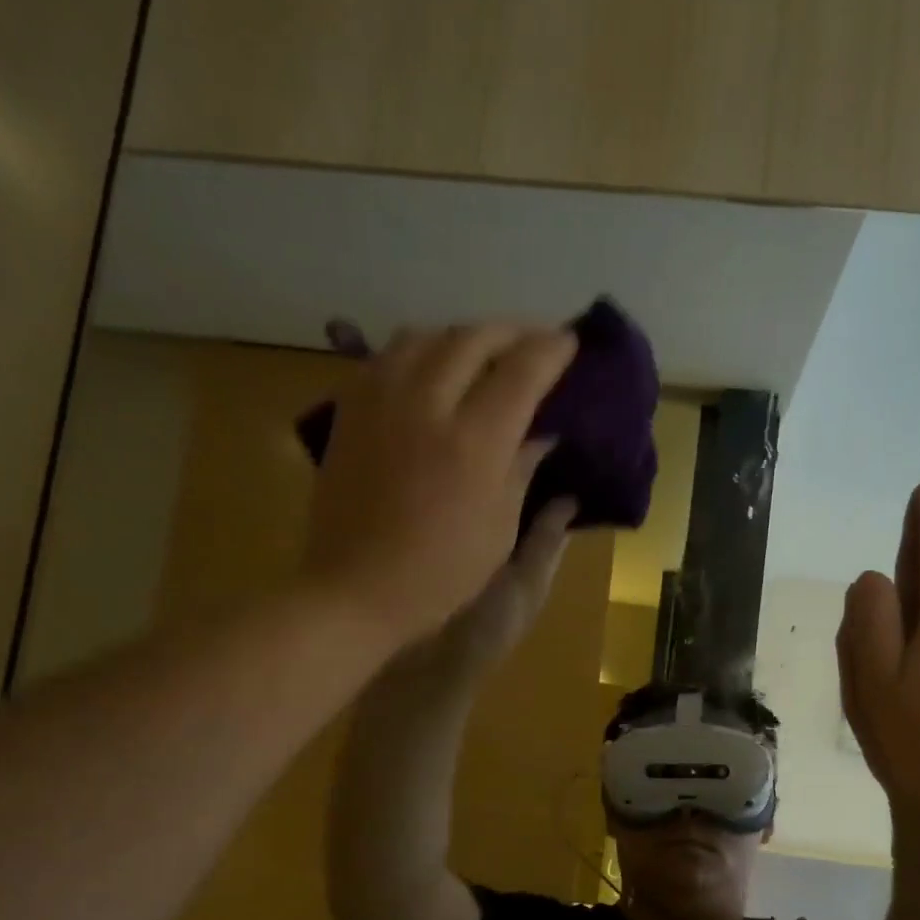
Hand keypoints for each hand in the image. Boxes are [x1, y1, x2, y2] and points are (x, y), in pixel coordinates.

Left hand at [298, 322, 575, 645]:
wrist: (357, 588)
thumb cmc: (442, 573)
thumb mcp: (499, 528)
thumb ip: (521, 468)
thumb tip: (541, 431)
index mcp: (474, 442)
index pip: (521, 371)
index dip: (551, 350)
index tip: (569, 343)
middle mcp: (426, 404)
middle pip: (473, 338)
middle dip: (511, 332)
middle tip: (533, 341)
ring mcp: (381, 401)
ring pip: (426, 335)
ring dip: (463, 336)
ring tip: (482, 352)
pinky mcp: (350, 409)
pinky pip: (388, 356)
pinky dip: (420, 351)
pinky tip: (431, 369)